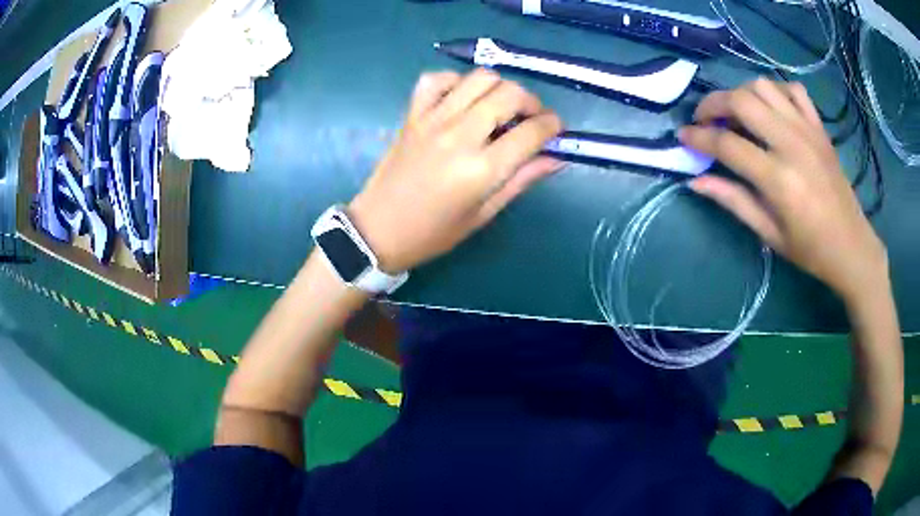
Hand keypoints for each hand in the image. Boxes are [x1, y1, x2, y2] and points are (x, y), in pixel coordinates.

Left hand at [348, 69, 562, 272]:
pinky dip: (455, 81)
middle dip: (531, 102)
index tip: (556, 129)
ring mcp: (432, 120)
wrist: (378, 231)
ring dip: (499, 87)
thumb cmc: (434, 232)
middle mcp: (459, 135)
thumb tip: (556, 157)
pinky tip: (462, 99)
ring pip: (478, 78)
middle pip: (509, 93)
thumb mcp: (484, 213)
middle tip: (530, 119)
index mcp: (481, 169)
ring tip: (500, 108)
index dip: (553, 126)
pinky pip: (436, 79)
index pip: (532, 132)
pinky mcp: (412, 114)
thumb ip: (522, 180)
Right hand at [679, 78, 887, 301]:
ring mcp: (808, 130)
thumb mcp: (769, 234)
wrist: (852, 246)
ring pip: (763, 87)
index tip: (683, 137)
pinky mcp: (819, 127)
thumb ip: (734, 201)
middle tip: (704, 118)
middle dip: (713, 104)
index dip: (699, 137)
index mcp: (778, 179)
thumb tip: (696, 181)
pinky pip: (793, 90)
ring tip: (736, 113)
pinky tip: (770, 108)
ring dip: (741, 94)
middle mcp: (791, 144)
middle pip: (741, 101)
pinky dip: (775, 91)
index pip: (727, 144)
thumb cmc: (810, 249)